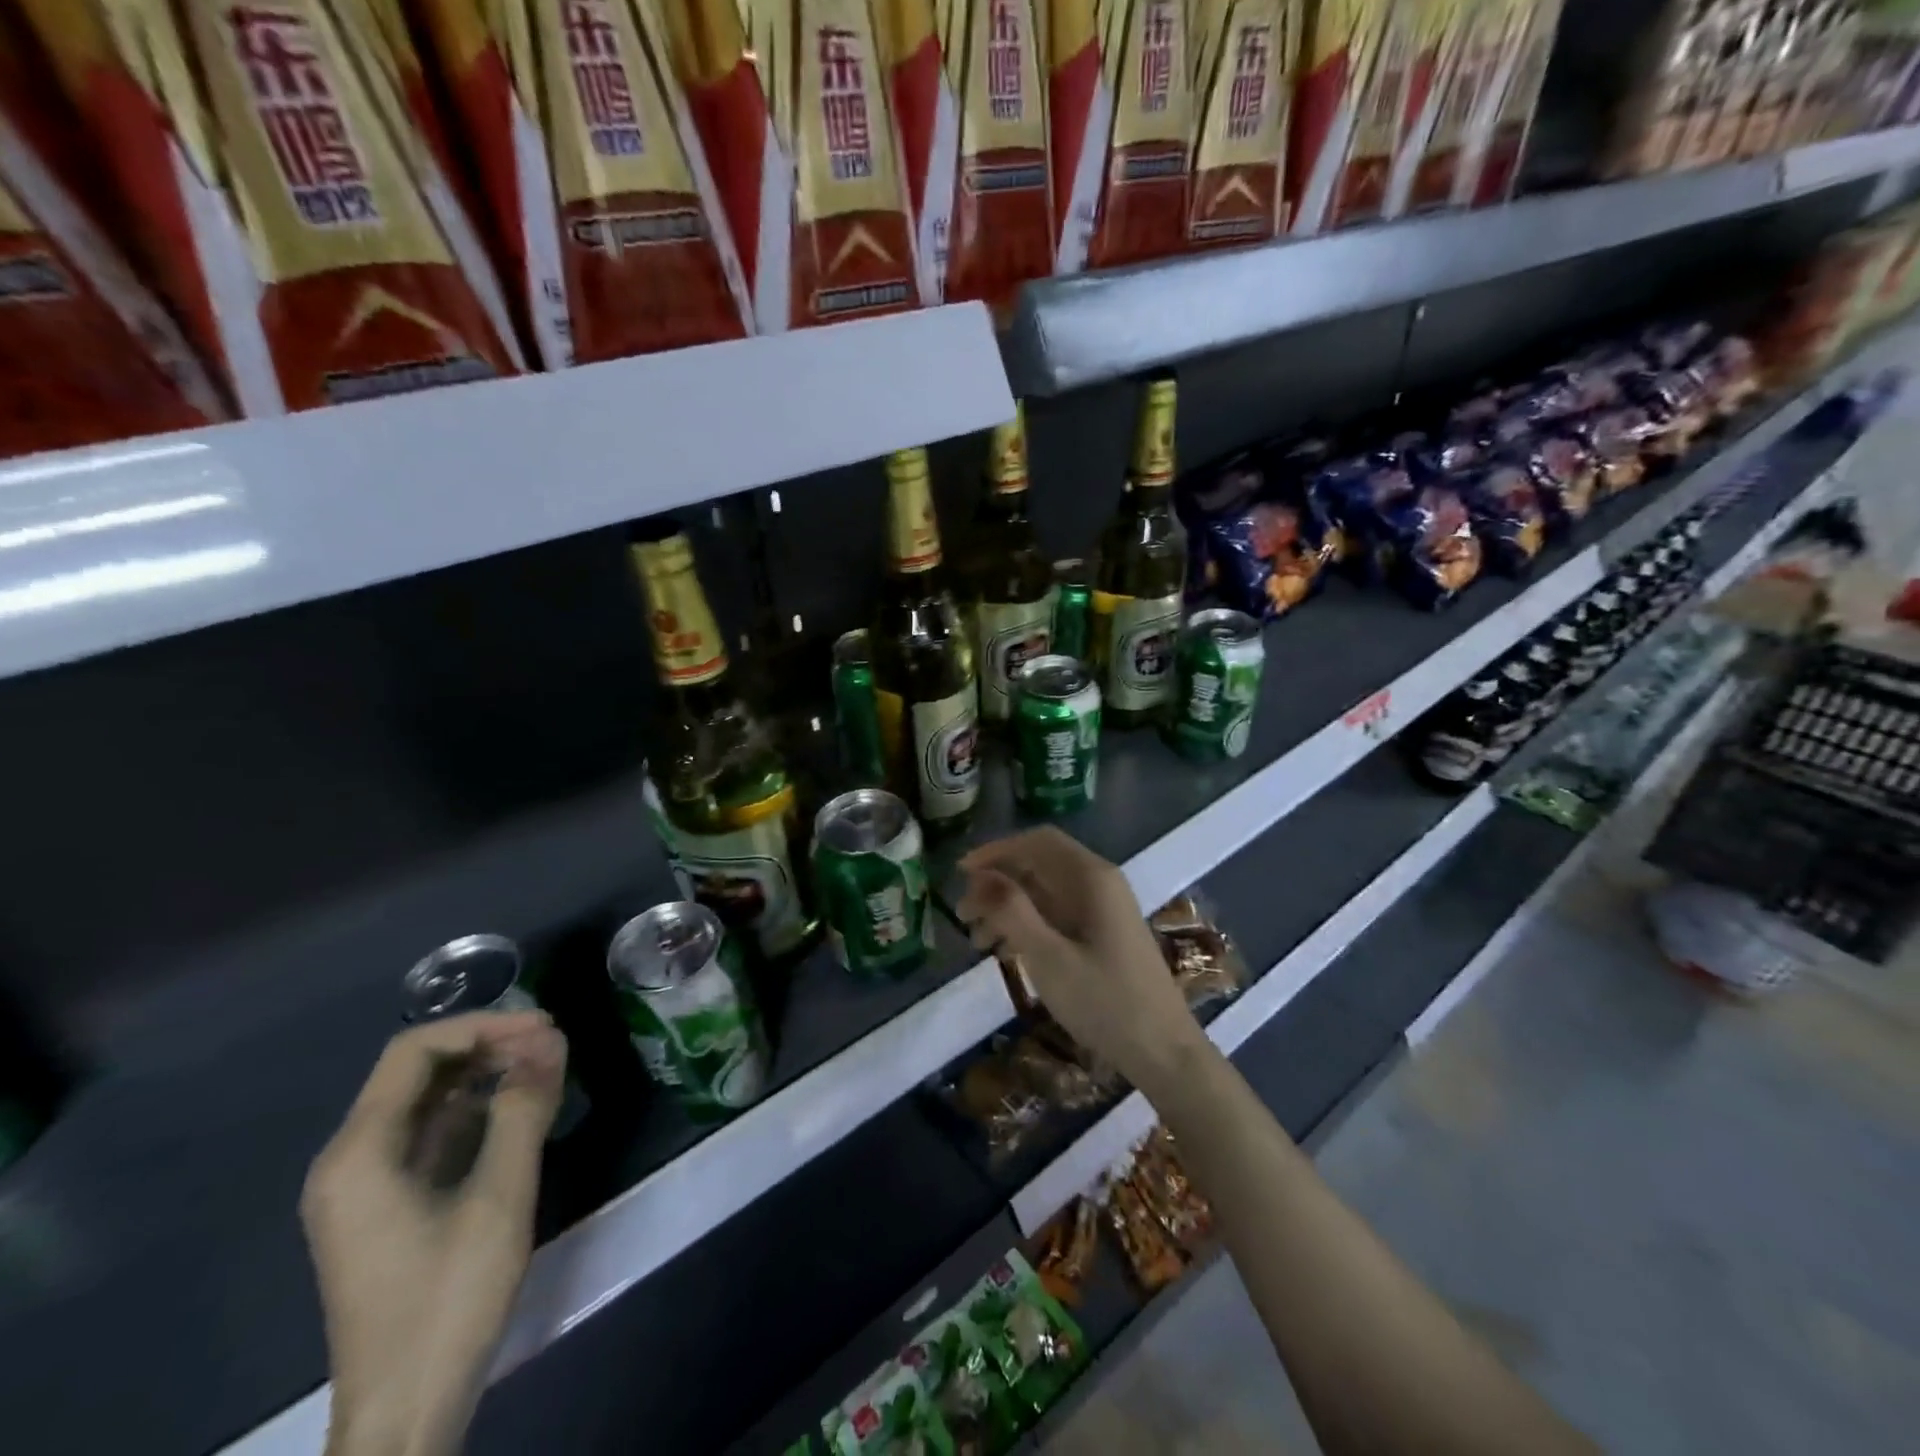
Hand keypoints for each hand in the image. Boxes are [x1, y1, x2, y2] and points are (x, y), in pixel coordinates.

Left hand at [302, 1012, 565, 1455]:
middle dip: (490, 1045)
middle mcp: (351, 1160)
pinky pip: (434, 1134)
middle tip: (554, 1043)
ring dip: (488, 1074)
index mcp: (359, 1153)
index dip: (483, 1025)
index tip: (544, 1026)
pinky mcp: (389, 1207)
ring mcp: (367, 1187)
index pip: (416, 1051)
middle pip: (420, 1071)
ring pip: (430, 1101)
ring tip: (549, 1068)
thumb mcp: (500, 1196)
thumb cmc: (448, 1298)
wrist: (405, 1411)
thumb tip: (549, 1040)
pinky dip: (479, 1110)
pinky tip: (523, 1109)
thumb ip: (524, 1109)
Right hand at [956, 827, 1205, 1092]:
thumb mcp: (1049, 958)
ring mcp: (1103, 909)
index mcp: (1092, 878)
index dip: (995, 851)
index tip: (960, 875)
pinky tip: (1003, 951)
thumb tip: (980, 876)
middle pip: (1038, 864)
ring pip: (1044, 892)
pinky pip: (1056, 914)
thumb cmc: (1104, 1003)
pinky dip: (1026, 925)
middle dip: (997, 883)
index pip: (1037, 842)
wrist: (1164, 1052)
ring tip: (975, 940)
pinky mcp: (1102, 933)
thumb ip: (1012, 911)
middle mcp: (1099, 883)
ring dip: (1007, 907)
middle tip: (963, 914)